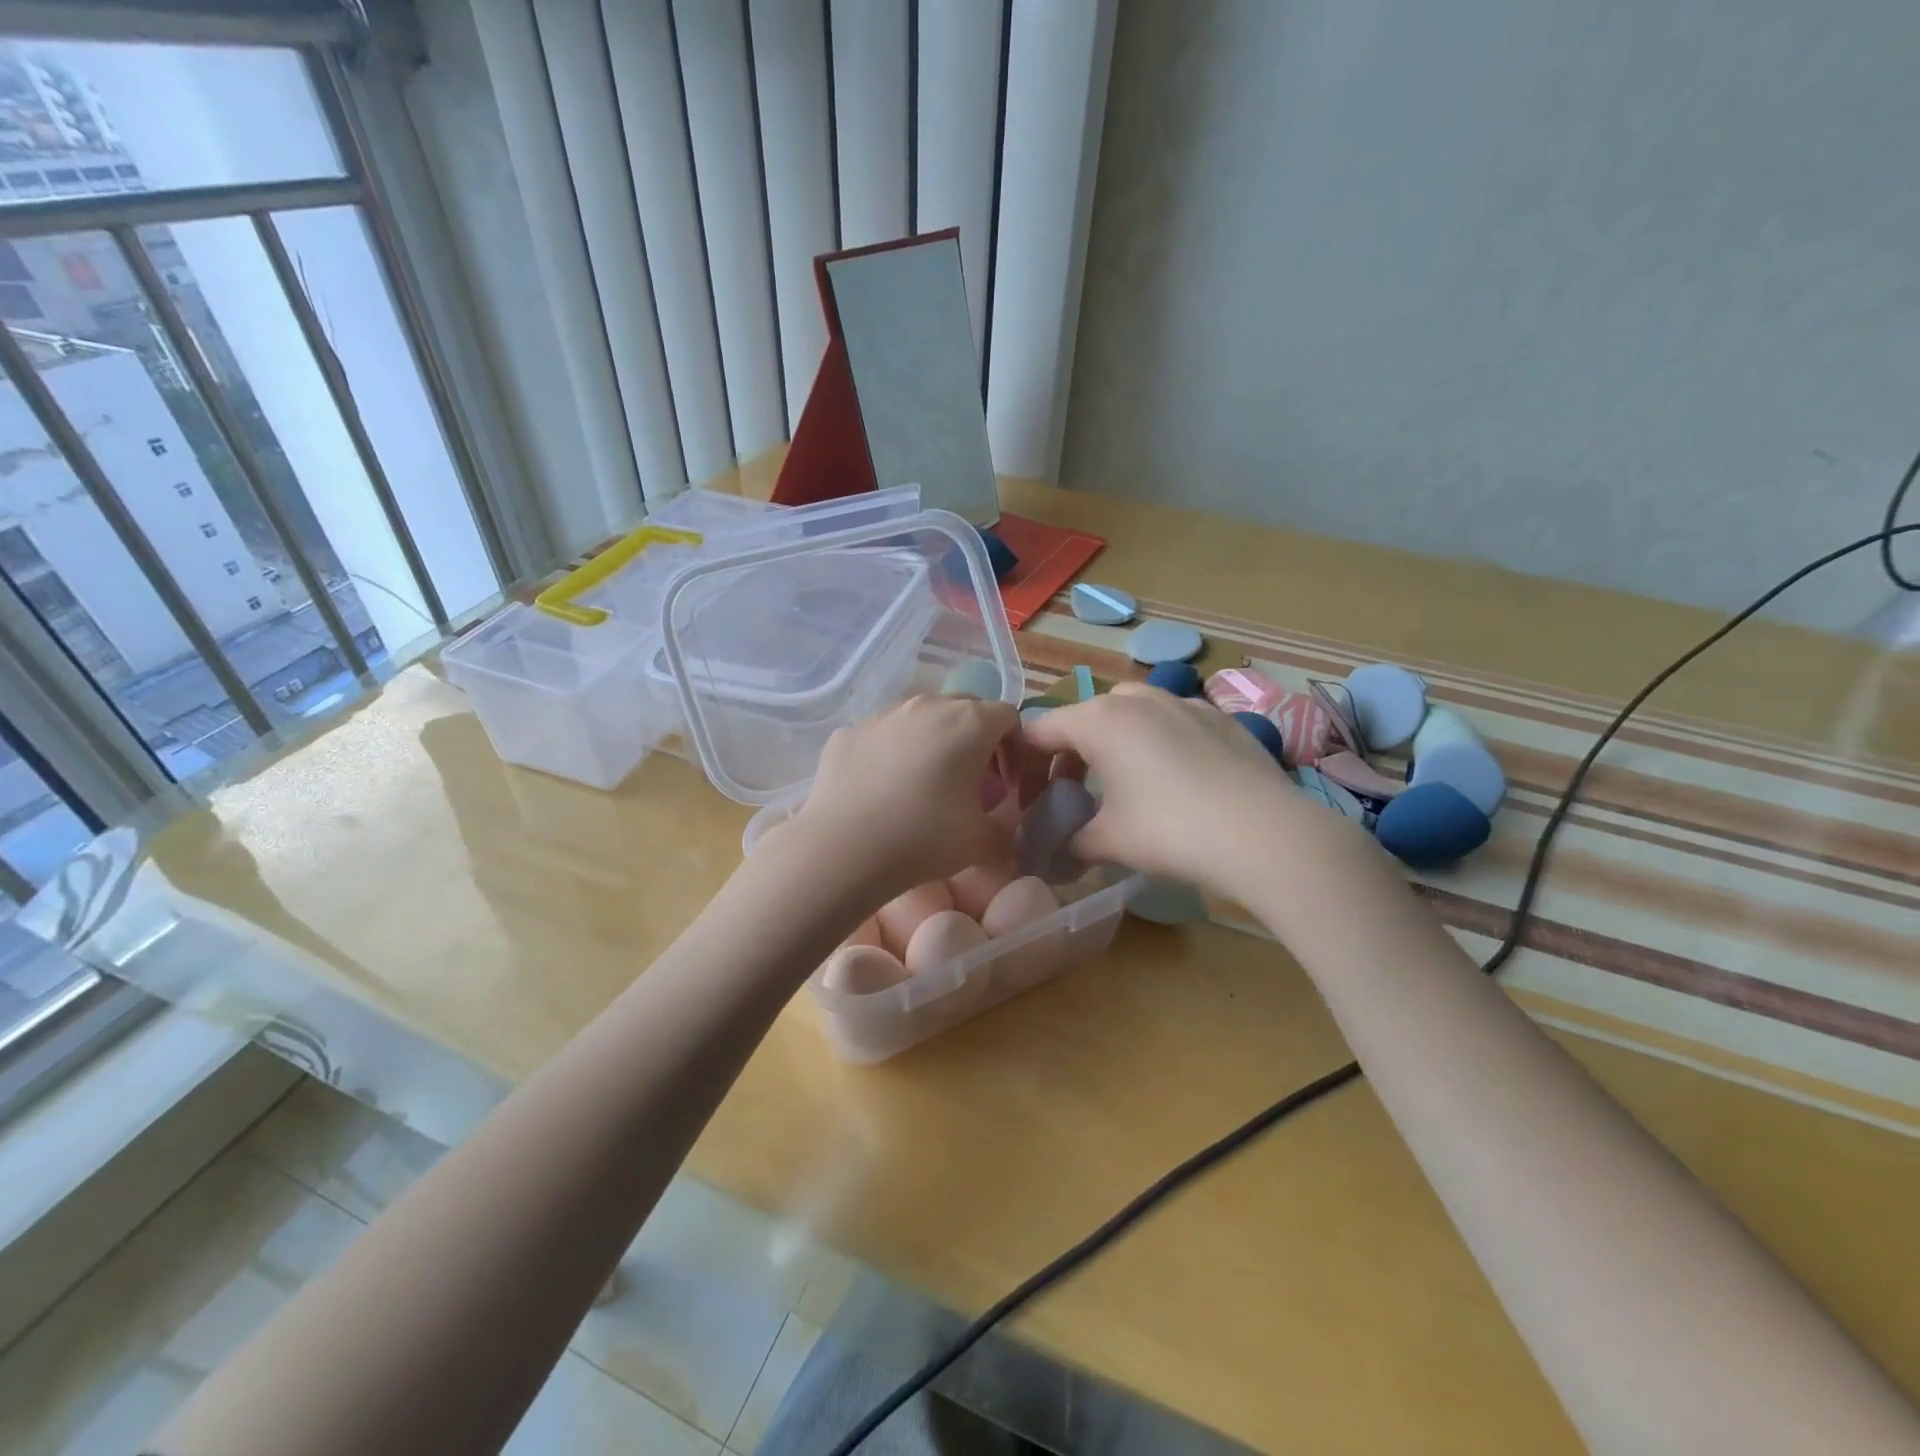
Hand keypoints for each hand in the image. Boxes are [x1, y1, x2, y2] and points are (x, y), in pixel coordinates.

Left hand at [789, 694, 1019, 902]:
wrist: (843, 848)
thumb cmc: (923, 838)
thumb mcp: (982, 842)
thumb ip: (1005, 826)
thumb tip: (1002, 821)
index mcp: (969, 722)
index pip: (1008, 717)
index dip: (1015, 748)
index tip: (1006, 783)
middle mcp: (928, 705)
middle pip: (966, 708)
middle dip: (976, 739)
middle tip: (972, 780)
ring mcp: (884, 714)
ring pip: (922, 716)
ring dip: (934, 740)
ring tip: (926, 782)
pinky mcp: (850, 730)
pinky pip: (884, 733)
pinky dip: (894, 751)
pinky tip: (884, 787)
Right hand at [1022, 682, 1346, 898]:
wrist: (1263, 834)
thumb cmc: (1169, 831)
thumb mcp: (1108, 841)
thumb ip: (1071, 841)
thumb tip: (1057, 854)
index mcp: (1100, 720)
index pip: (1041, 729)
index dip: (1026, 763)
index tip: (1028, 797)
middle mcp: (1139, 700)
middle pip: (1086, 716)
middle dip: (1073, 750)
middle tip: (1075, 791)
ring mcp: (1185, 703)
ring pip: (1133, 712)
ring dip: (1117, 741)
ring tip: (1126, 783)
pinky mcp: (1221, 719)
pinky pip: (1173, 721)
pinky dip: (1159, 743)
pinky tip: (1177, 782)